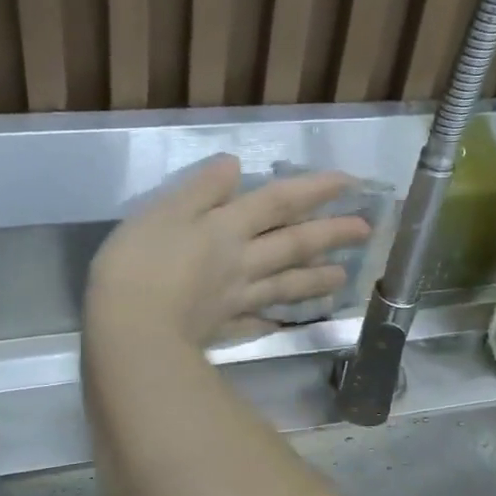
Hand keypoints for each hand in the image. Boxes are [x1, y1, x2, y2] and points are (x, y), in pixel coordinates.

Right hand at [86, 155, 372, 347]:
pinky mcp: (223, 329)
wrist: (130, 331)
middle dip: (330, 235)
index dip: (314, 189)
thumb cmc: (137, 264)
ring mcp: (236, 299)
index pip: (278, 202)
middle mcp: (242, 262)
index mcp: (227, 228)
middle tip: (365, 231)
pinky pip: (255, 324)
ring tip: (342, 277)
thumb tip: (234, 164)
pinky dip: (271, 321)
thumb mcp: (162, 212)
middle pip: (293, 245)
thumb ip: (200, 189)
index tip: (350, 183)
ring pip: (284, 286)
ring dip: (314, 280)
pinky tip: (282, 323)